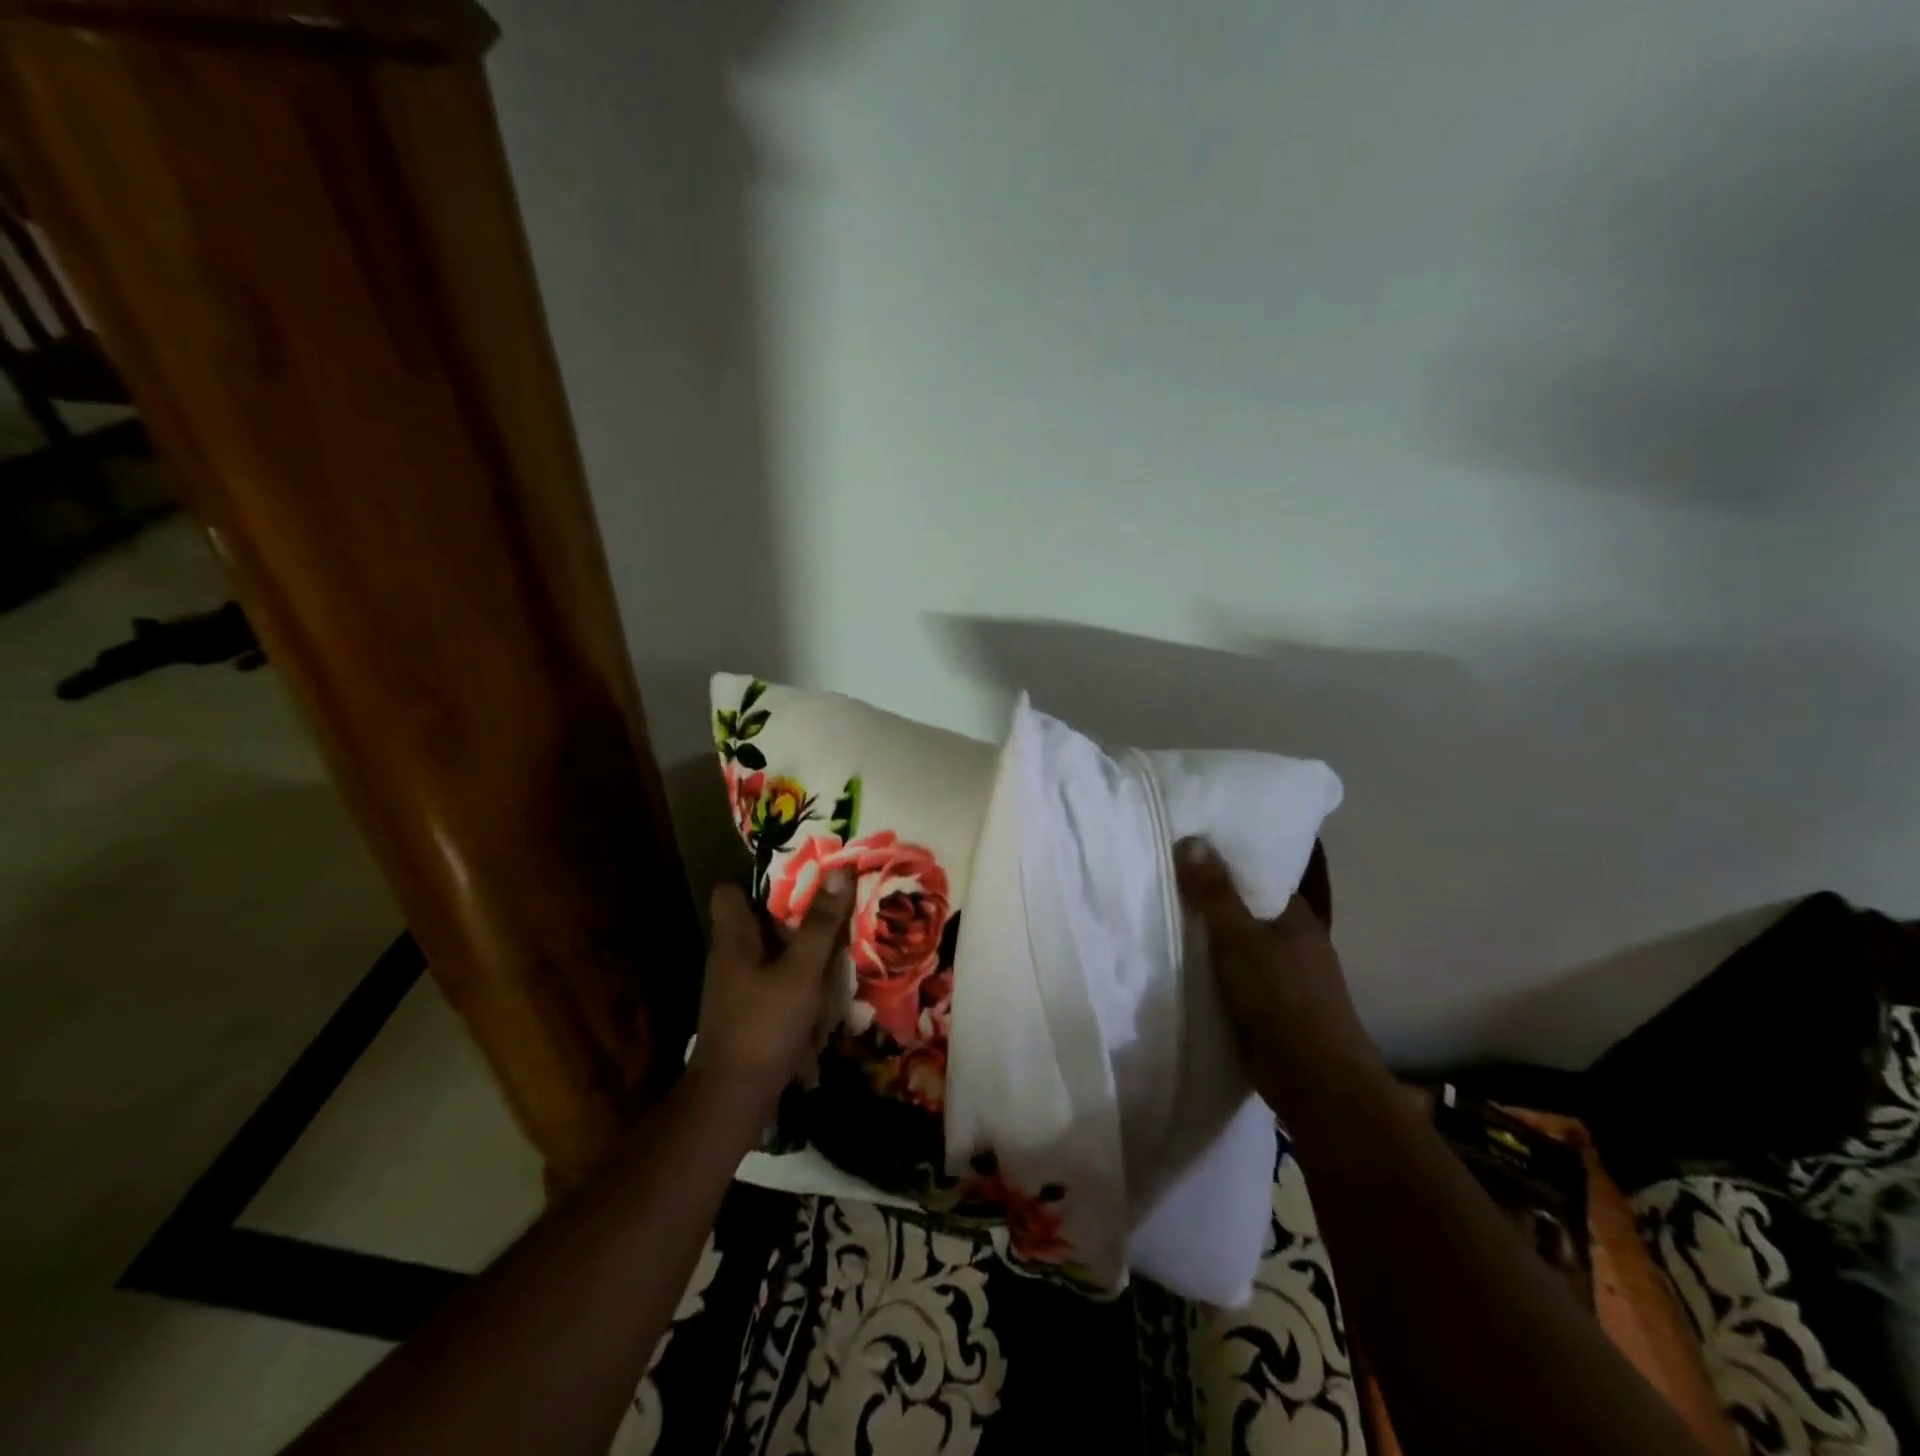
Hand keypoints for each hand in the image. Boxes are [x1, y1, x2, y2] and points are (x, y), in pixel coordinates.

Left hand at [688, 871, 852, 1116]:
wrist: (733, 1099)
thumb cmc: (764, 1024)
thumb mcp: (802, 970)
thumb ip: (821, 924)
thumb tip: (839, 870)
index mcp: (732, 938)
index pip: (729, 891)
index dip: (759, 878)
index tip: (799, 874)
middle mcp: (729, 958)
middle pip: (756, 919)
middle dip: (793, 910)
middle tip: (833, 901)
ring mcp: (737, 988)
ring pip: (769, 951)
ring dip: (800, 944)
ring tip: (839, 937)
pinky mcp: (748, 1014)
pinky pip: (774, 979)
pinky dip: (798, 975)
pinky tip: (827, 981)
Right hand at [1174, 836, 1381, 1117]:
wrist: (1315, 1083)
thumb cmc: (1282, 1000)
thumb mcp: (1240, 940)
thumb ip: (1215, 894)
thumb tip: (1192, 839)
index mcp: (1297, 915)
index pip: (1262, 873)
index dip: (1229, 857)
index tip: (1191, 843)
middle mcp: (1295, 939)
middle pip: (1248, 906)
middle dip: (1215, 894)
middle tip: (1166, 873)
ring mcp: (1286, 974)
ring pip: (1242, 941)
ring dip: (1212, 932)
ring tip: (1165, 911)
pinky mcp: (1272, 1005)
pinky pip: (1236, 971)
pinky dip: (1214, 964)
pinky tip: (1183, 961)